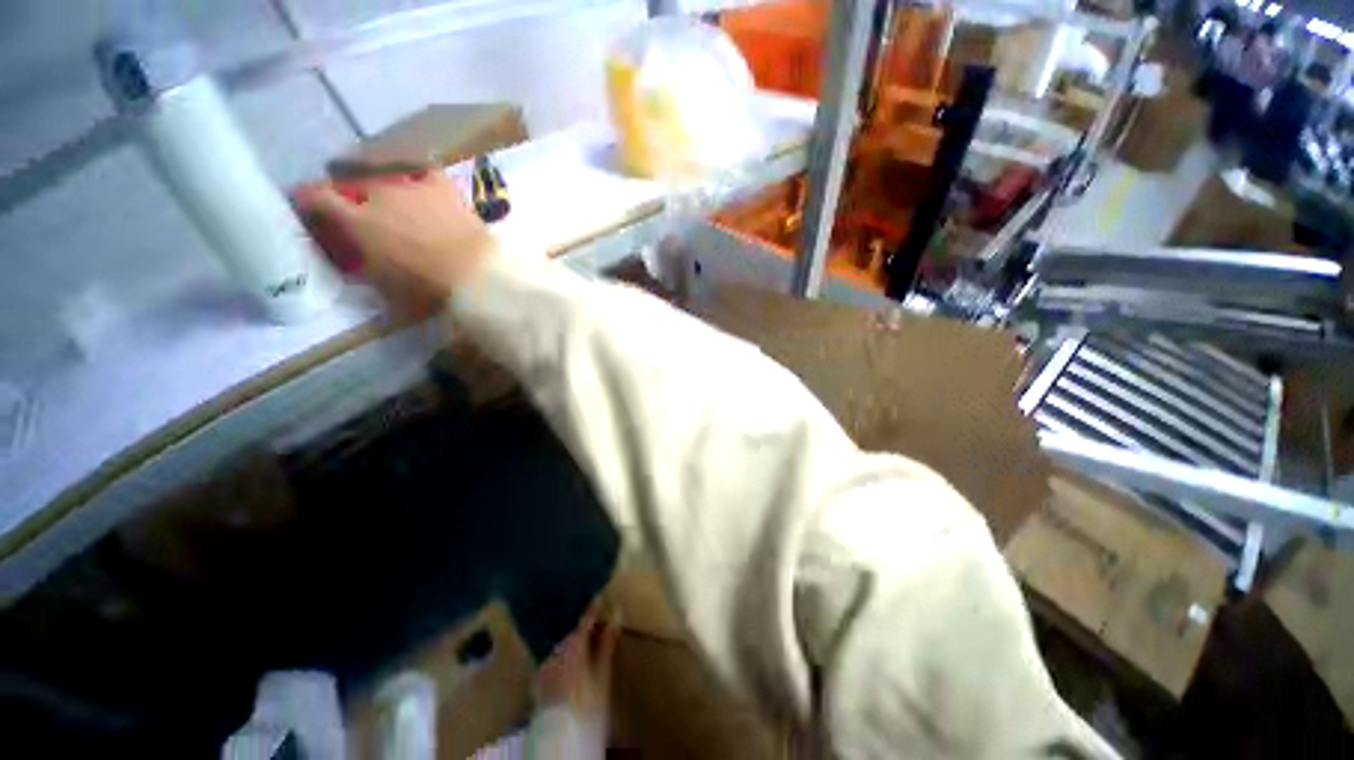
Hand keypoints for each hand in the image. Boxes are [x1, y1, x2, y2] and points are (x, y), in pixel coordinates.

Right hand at [295, 171, 496, 309]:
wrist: (474, 273)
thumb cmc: (429, 289)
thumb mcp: (386, 290)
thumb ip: (364, 271)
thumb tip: (355, 266)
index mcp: (357, 222)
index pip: (316, 198)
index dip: (307, 199)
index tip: (305, 204)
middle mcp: (376, 195)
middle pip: (350, 184)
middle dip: (347, 195)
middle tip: (355, 208)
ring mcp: (409, 185)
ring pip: (382, 174)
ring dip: (378, 184)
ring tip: (386, 195)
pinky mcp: (439, 184)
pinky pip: (419, 167)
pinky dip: (412, 171)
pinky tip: (413, 177)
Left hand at [534, 604, 619, 718]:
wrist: (562, 733)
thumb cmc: (587, 702)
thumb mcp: (602, 673)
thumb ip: (607, 643)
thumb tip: (616, 615)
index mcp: (573, 644)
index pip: (585, 618)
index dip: (593, 607)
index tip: (599, 596)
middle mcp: (555, 648)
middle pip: (570, 629)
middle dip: (581, 623)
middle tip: (593, 617)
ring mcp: (544, 661)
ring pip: (559, 641)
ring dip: (570, 636)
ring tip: (582, 634)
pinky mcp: (537, 676)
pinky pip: (551, 655)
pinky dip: (560, 651)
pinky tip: (567, 653)